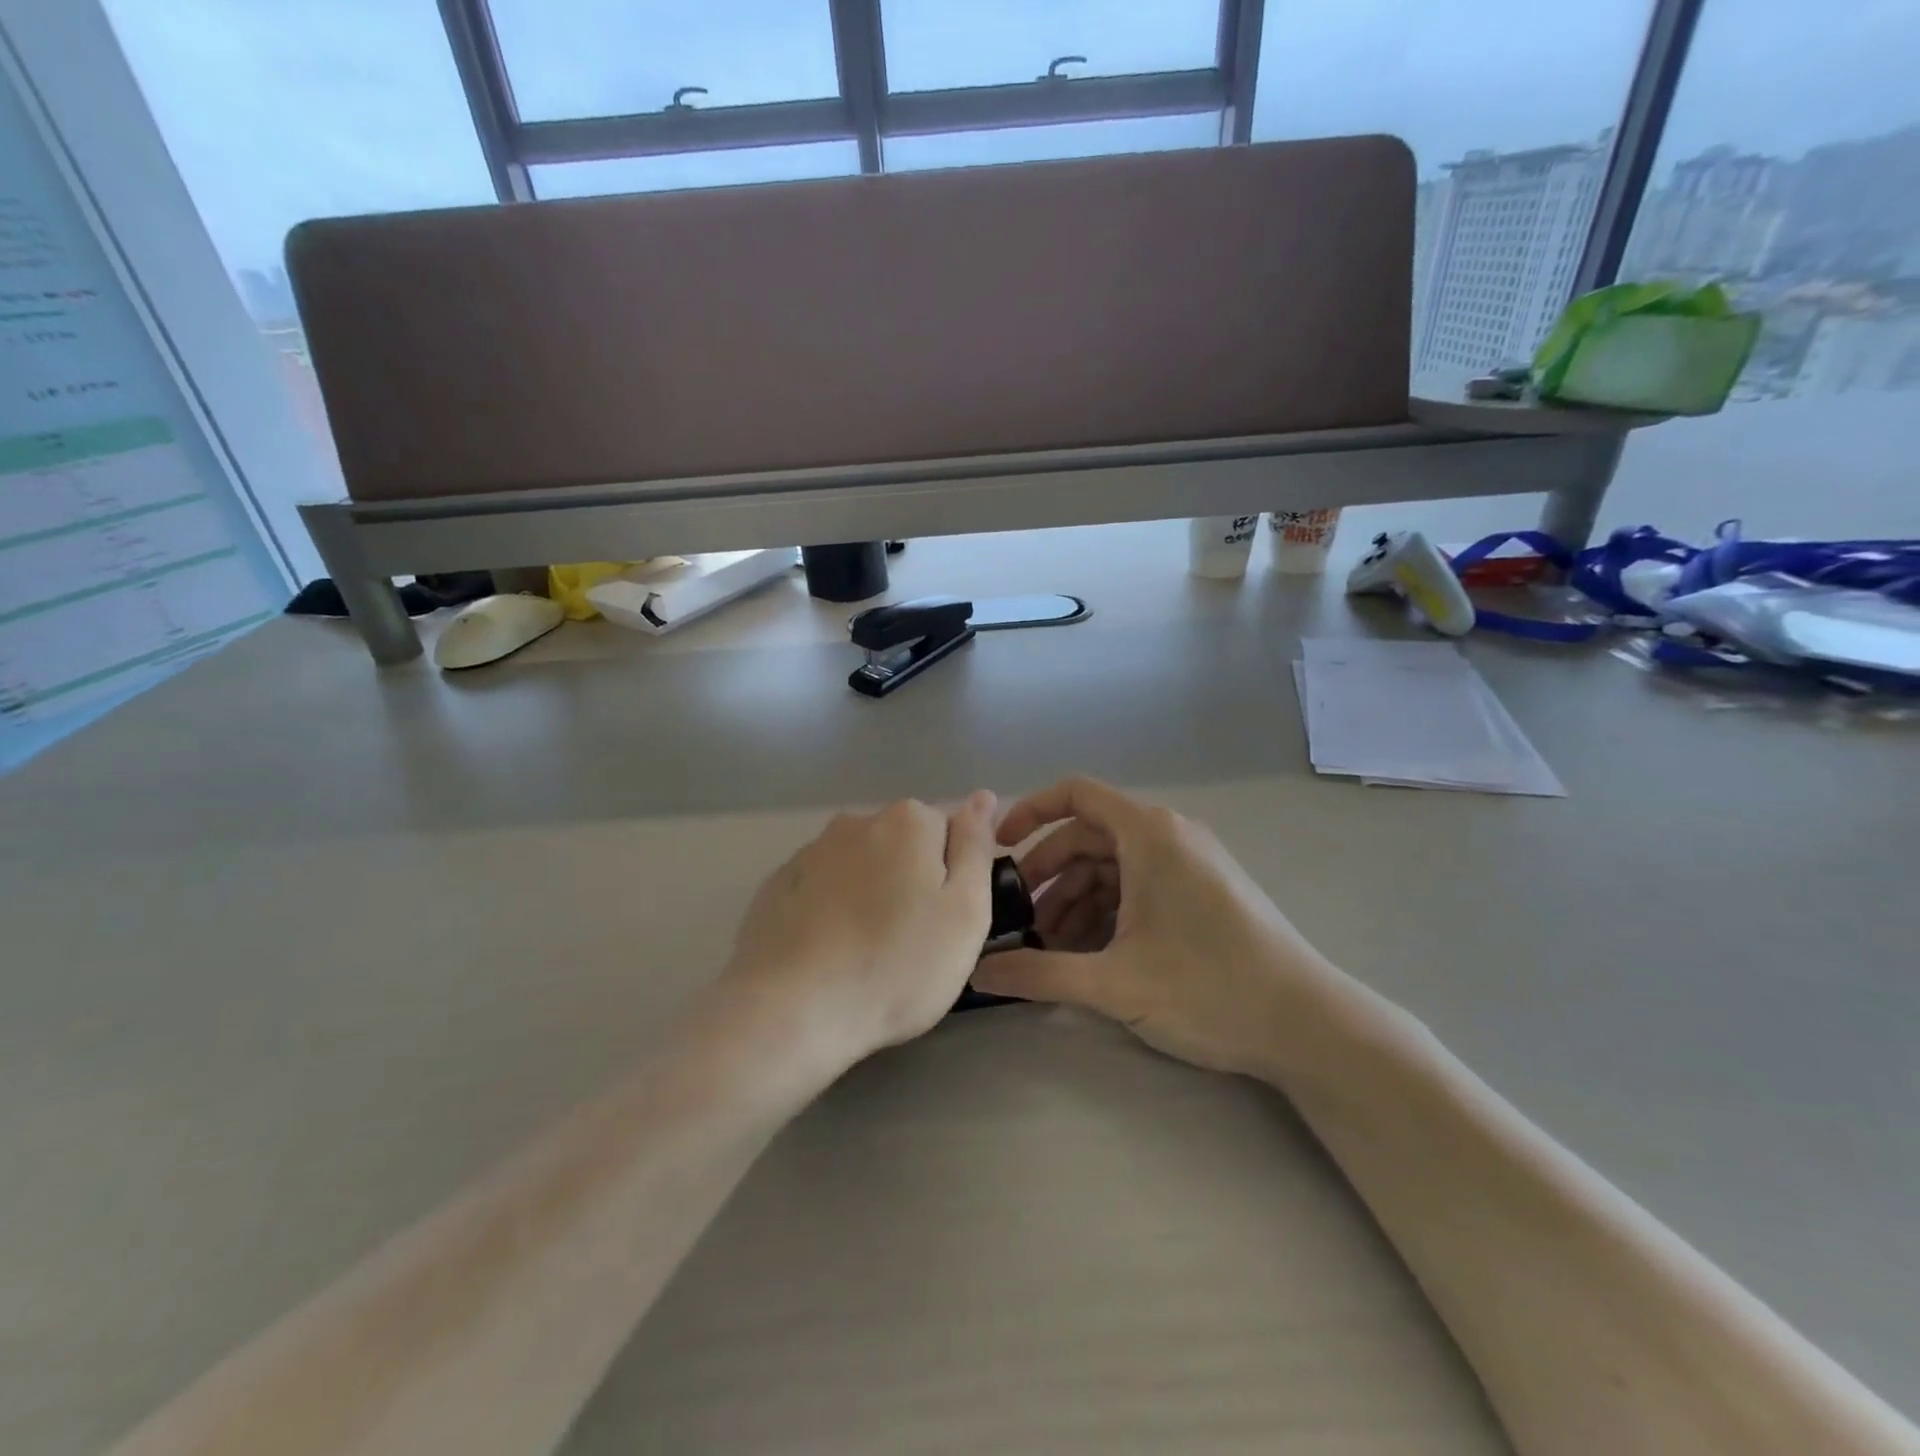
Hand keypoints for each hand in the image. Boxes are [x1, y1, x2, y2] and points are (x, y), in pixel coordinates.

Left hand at [720, 792, 998, 1076]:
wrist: (794, 1010)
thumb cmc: (898, 965)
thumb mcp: (965, 911)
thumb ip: (976, 847)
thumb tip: (982, 798)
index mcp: (909, 821)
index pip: (948, 831)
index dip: (953, 877)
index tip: (944, 922)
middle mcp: (857, 821)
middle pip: (902, 845)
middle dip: (910, 881)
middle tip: (912, 942)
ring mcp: (811, 851)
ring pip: (860, 865)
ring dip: (869, 894)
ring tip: (867, 951)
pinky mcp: (777, 884)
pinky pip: (821, 888)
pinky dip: (831, 909)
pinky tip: (829, 952)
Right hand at [970, 778, 1332, 1076]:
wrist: (1308, 1026)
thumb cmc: (1209, 988)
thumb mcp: (1114, 982)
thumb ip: (1039, 973)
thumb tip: (977, 973)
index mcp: (1149, 834)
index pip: (1076, 793)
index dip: (1030, 811)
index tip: (999, 848)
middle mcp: (1169, 836)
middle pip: (1089, 836)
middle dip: (1049, 875)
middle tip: (1019, 919)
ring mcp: (1189, 864)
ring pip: (1113, 866)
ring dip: (1076, 900)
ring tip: (1050, 949)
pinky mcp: (1202, 892)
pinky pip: (1138, 886)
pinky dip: (1107, 912)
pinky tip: (1090, 954)